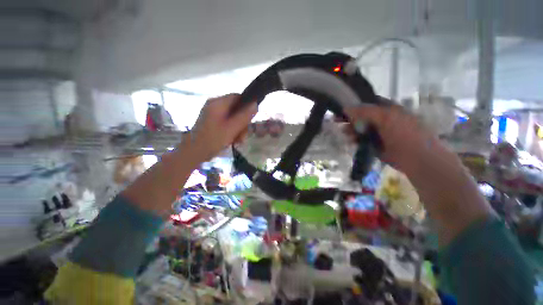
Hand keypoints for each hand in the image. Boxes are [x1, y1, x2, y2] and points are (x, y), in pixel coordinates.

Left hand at [187, 94, 257, 161]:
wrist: (193, 153)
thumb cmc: (212, 140)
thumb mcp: (231, 129)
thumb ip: (244, 116)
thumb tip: (255, 104)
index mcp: (218, 103)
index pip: (238, 97)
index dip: (247, 106)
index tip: (251, 120)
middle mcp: (215, 105)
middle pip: (236, 109)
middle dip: (242, 123)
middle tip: (243, 137)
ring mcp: (213, 114)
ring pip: (233, 118)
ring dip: (239, 130)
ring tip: (238, 142)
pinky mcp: (213, 122)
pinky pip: (228, 123)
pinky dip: (232, 131)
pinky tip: (233, 141)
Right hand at [343, 99, 439, 174]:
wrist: (417, 158)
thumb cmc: (404, 133)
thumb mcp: (386, 117)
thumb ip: (366, 111)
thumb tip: (346, 108)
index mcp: (388, 110)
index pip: (368, 103)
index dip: (355, 104)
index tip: (342, 109)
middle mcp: (382, 120)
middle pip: (362, 117)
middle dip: (350, 118)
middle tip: (337, 121)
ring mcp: (379, 133)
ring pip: (361, 129)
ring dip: (352, 130)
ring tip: (344, 133)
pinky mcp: (376, 145)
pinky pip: (362, 140)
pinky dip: (355, 140)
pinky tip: (350, 141)